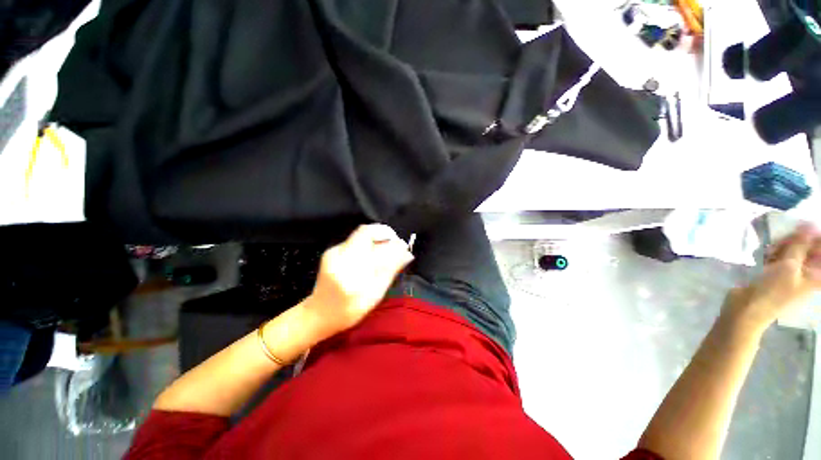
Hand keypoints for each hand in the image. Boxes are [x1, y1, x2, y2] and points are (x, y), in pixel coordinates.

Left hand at [304, 224, 413, 335]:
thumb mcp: (374, 295)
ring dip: (377, 240)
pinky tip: (372, 258)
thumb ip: (390, 271)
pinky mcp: (331, 251)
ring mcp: (333, 252)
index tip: (400, 244)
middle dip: (384, 236)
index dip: (387, 235)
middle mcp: (338, 257)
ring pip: (360, 235)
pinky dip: (368, 245)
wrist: (318, 314)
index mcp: (350, 272)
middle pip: (365, 231)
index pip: (370, 239)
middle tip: (396, 247)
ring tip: (386, 254)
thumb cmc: (348, 311)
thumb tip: (407, 254)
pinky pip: (355, 241)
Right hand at [724, 223, 820, 332]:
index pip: (820, 249)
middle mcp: (808, 273)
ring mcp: (793, 274)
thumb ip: (800, 245)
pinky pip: (780, 257)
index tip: (799, 230)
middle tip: (780, 242)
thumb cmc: (772, 291)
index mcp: (817, 274)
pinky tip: (765, 255)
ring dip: (781, 247)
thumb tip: (809, 224)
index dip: (812, 237)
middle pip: (808, 248)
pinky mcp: (778, 273)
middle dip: (794, 241)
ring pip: (792, 251)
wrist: (748, 308)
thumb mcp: (788, 266)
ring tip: (770, 250)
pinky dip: (773, 254)